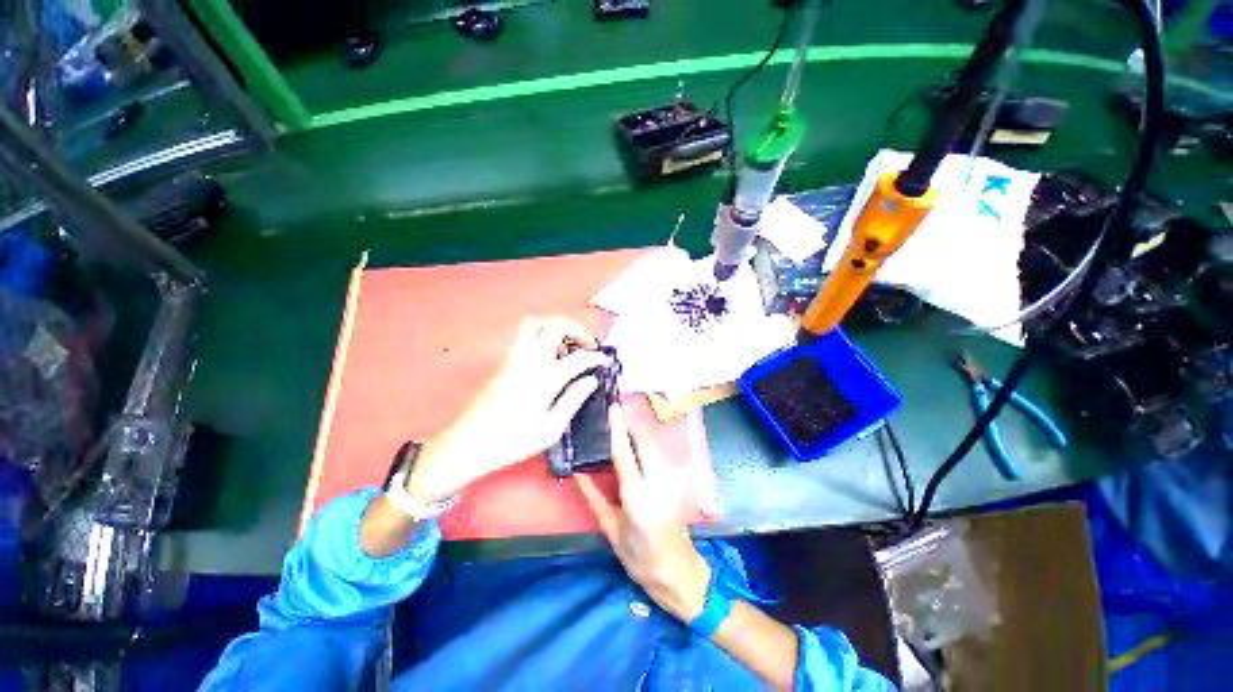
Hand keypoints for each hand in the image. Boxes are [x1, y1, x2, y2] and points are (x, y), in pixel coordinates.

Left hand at [407, 317, 611, 501]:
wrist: (469, 444)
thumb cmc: (514, 440)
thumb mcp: (551, 428)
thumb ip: (574, 399)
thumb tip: (591, 381)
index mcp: (546, 376)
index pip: (579, 357)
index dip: (596, 357)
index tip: (605, 361)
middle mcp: (530, 359)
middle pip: (555, 325)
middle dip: (576, 329)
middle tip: (586, 345)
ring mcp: (514, 358)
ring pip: (535, 324)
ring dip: (555, 329)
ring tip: (565, 349)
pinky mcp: (504, 363)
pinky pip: (525, 337)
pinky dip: (541, 338)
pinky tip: (547, 359)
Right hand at [575, 404, 711, 622]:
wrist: (676, 571)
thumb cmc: (638, 557)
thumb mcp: (610, 528)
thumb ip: (593, 495)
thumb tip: (576, 471)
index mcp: (637, 498)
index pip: (624, 454)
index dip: (617, 429)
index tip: (612, 408)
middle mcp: (658, 484)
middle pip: (644, 441)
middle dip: (629, 426)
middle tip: (612, 418)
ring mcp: (671, 481)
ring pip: (653, 446)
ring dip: (637, 434)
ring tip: (620, 429)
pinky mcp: (677, 481)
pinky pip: (658, 455)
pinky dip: (645, 446)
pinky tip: (634, 448)